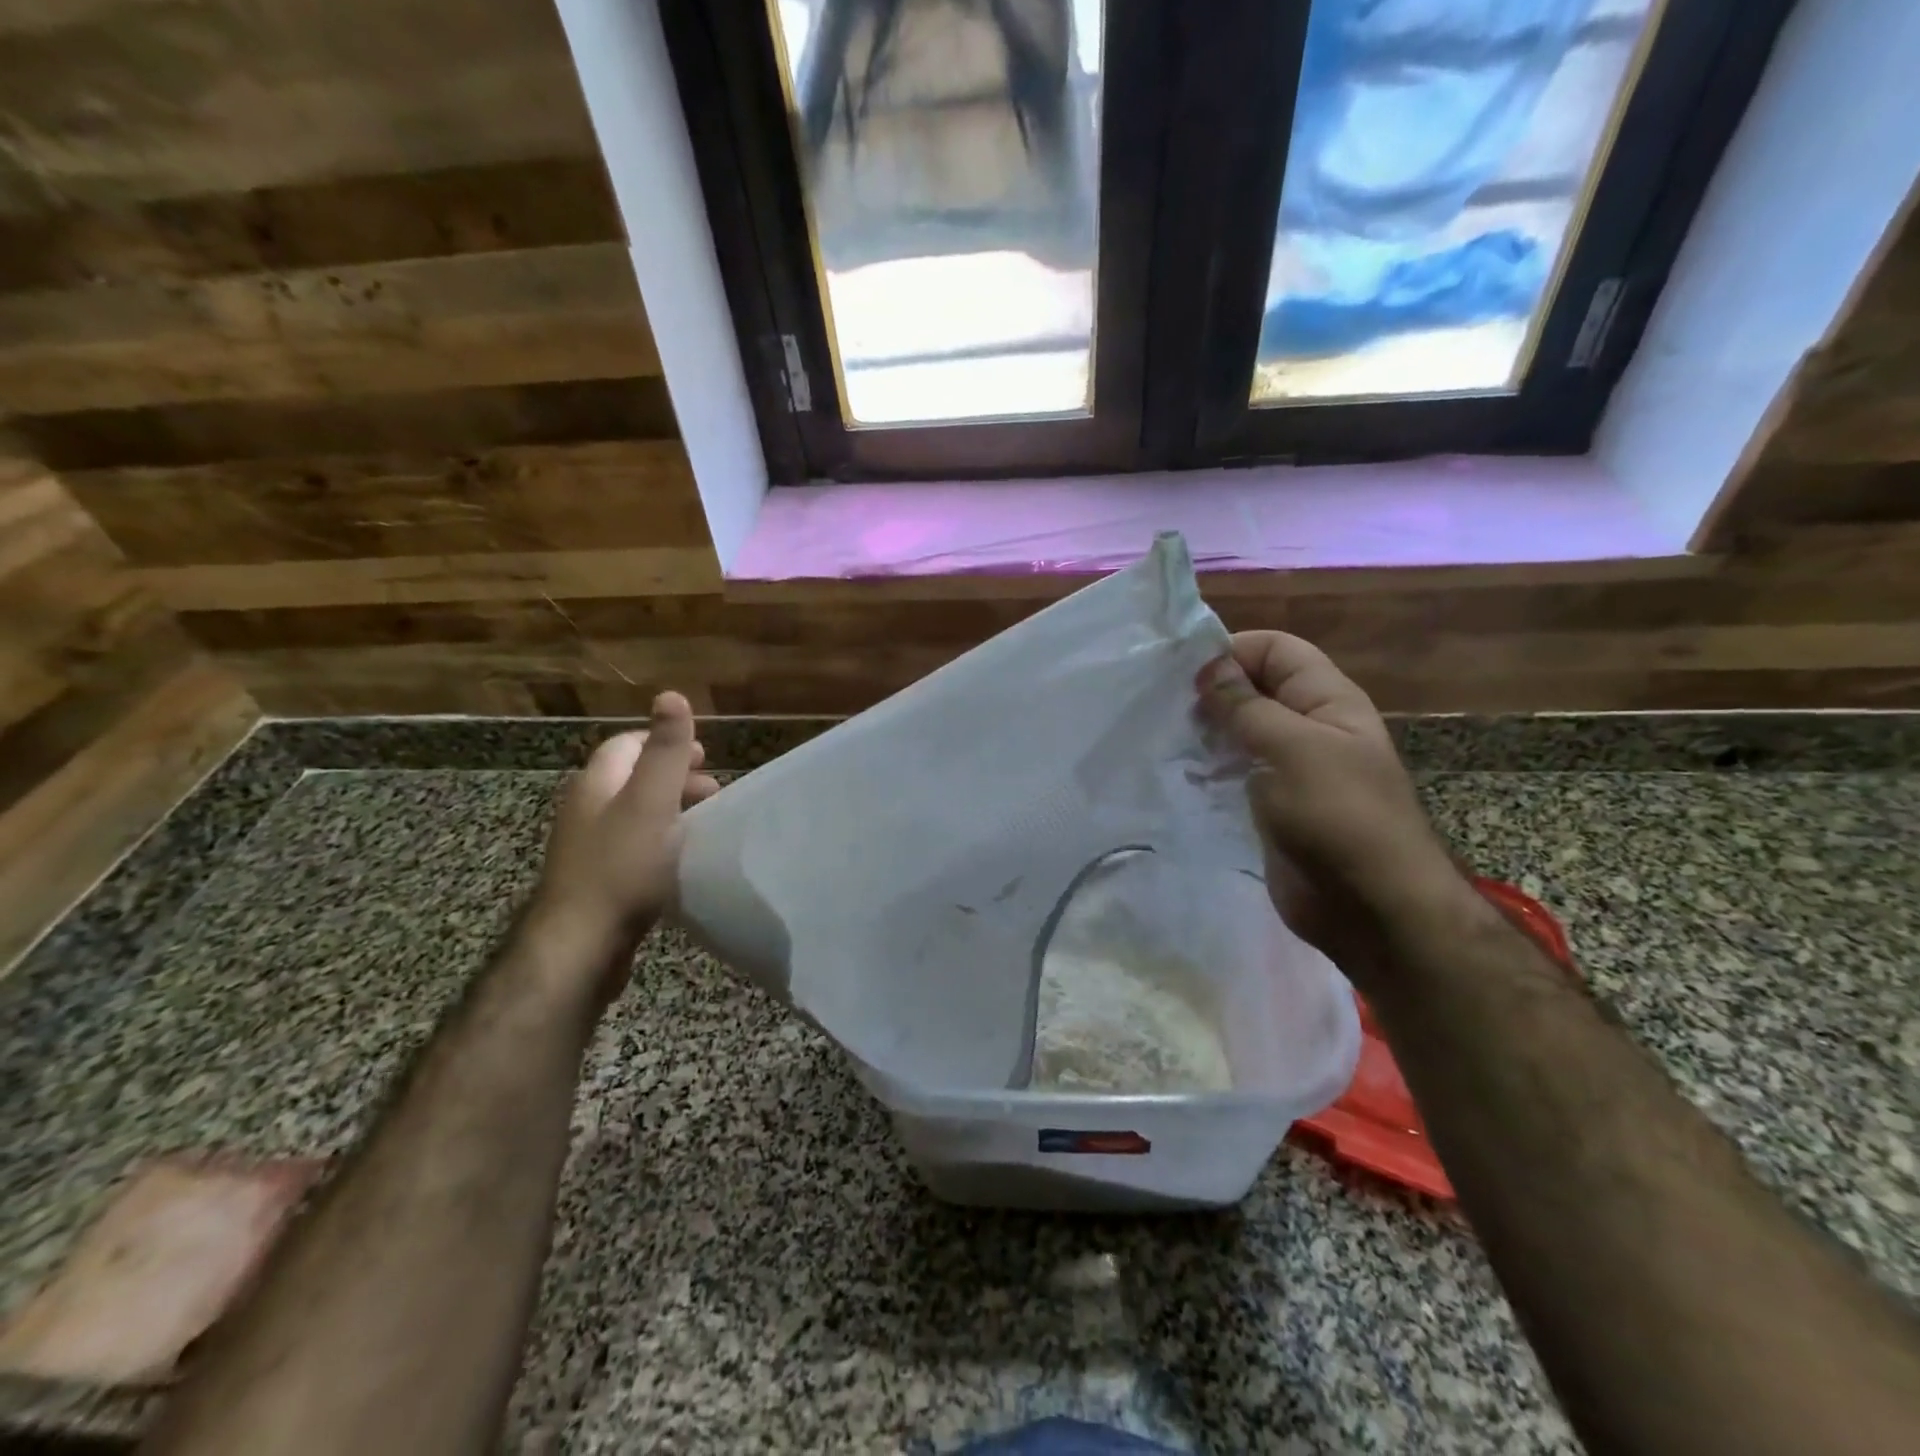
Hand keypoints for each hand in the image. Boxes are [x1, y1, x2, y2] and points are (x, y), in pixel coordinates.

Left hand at [529, 691, 720, 959]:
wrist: (581, 945)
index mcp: (597, 784)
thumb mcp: (651, 801)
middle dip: (674, 777)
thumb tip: (670, 694)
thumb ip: (665, 750)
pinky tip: (681, 860)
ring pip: (635, 814)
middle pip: (632, 778)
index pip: (627, 745)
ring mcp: (589, 847)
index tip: (702, 756)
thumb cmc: (622, 867)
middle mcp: (587, 809)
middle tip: (713, 791)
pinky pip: (634, 845)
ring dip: (671, 810)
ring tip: (704, 824)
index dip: (664, 742)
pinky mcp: (598, 880)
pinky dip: (661, 840)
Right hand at [1197, 632, 1458, 981]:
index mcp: (1327, 700)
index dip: (1232, 650)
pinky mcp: (1271, 806)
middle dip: (1211, 692)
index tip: (1182, 672)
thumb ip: (1246, 705)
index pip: (1276, 650)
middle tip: (1164, 707)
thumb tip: (1208, 664)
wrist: (1369, 907)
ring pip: (1240, 733)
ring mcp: (1290, 770)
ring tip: (1165, 738)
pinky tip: (1179, 774)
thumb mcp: (1290, 748)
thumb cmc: (1337, 815)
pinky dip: (1208, 769)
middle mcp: (1309, 728)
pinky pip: (1235, 774)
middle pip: (1254, 689)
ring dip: (1206, 732)